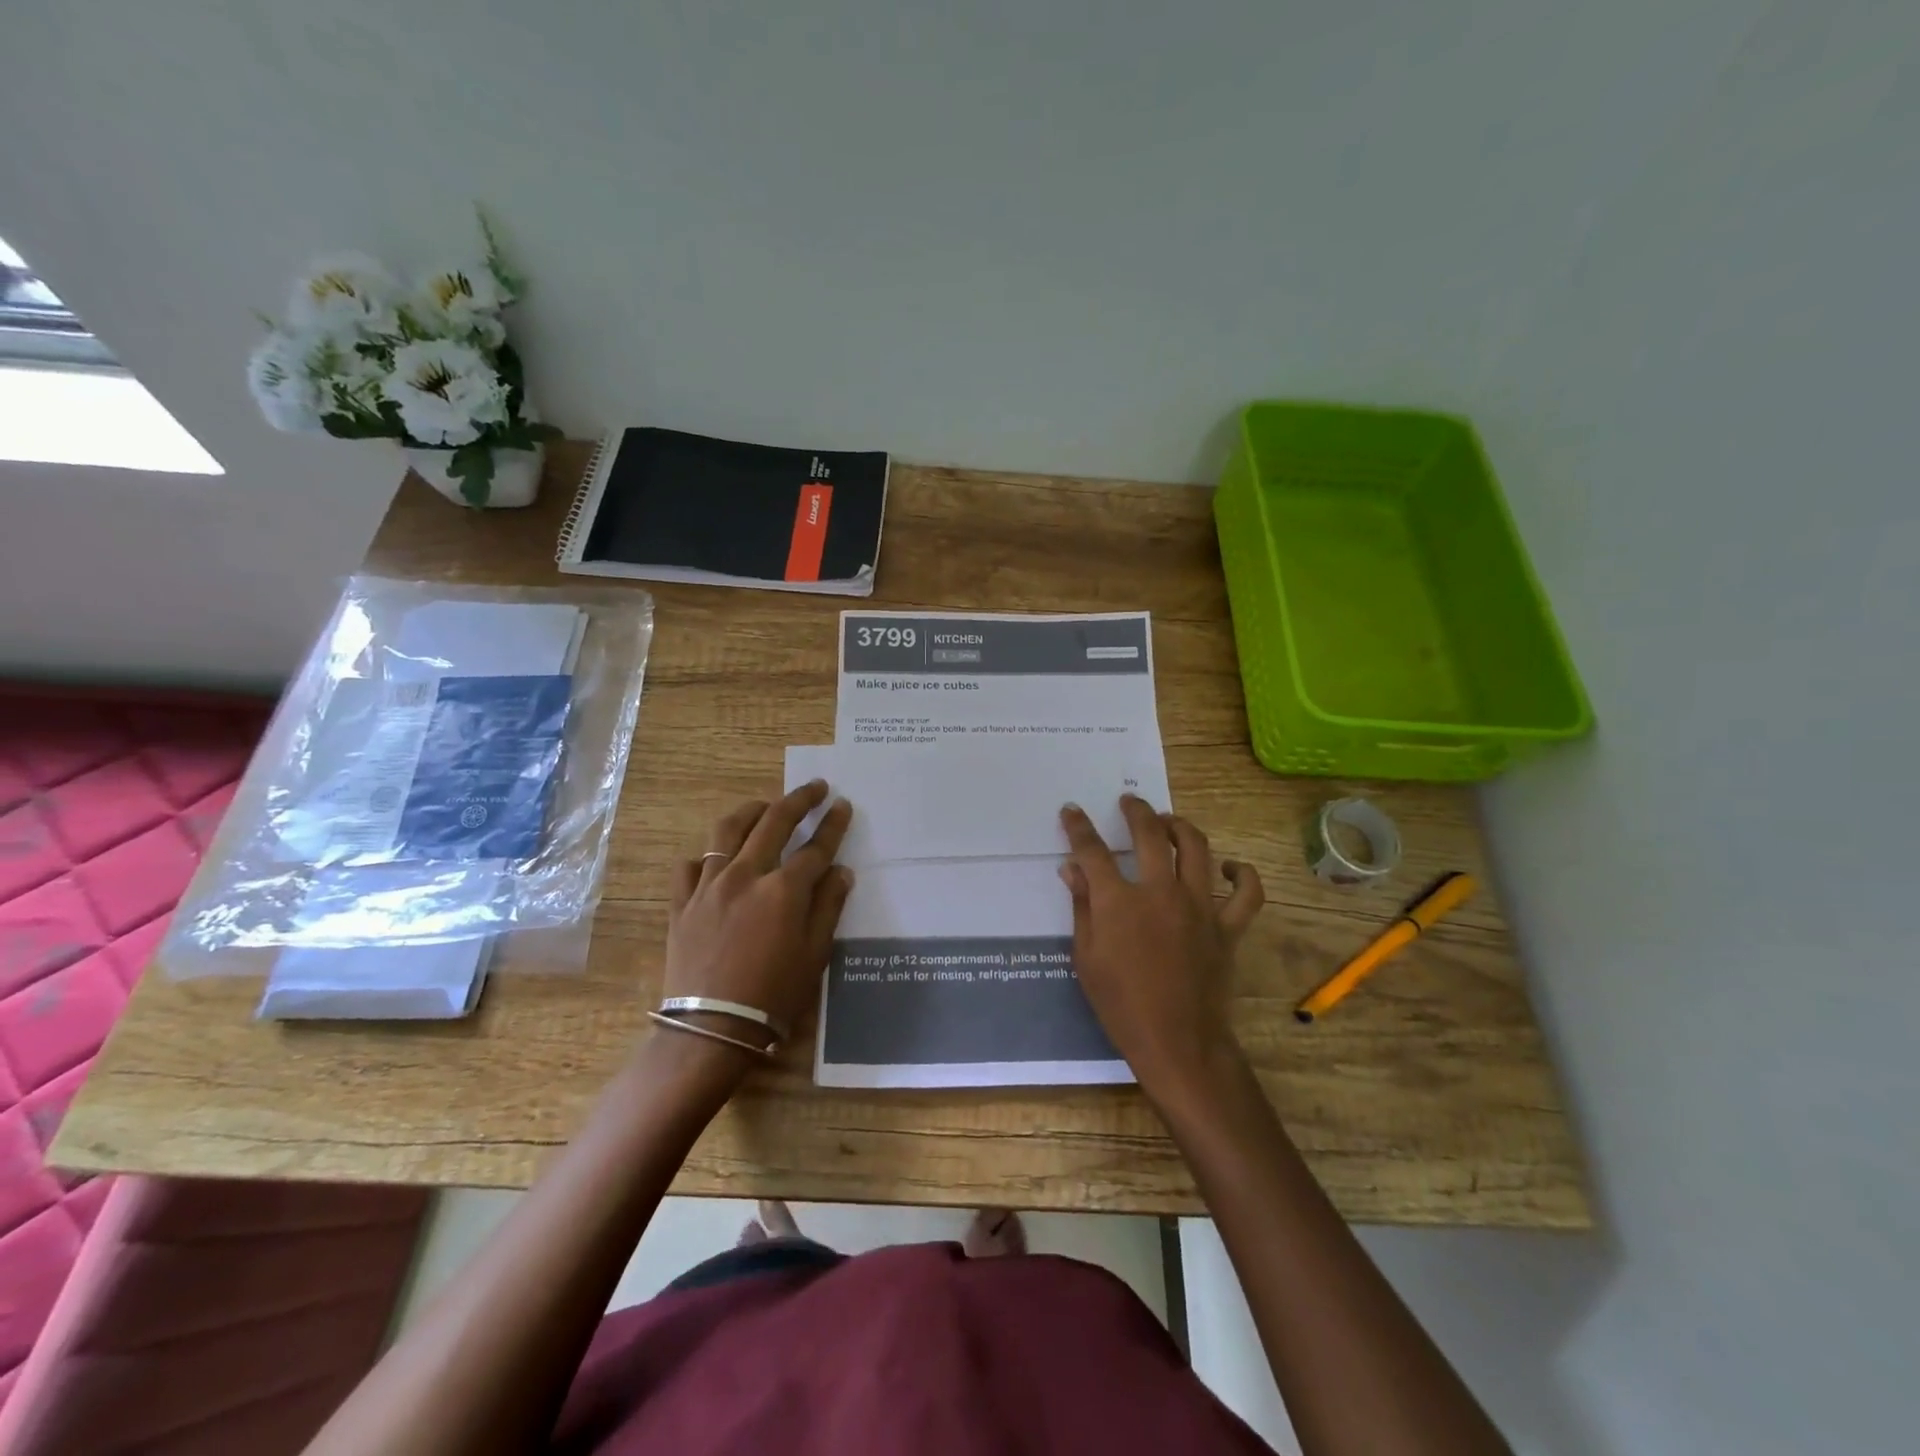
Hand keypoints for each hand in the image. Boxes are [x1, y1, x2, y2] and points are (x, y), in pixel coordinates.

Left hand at [662, 782, 853, 1058]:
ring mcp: (709, 885)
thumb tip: (841, 871)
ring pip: (728, 830)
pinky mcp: (682, 903)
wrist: (710, 1030)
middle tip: (815, 787)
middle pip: (775, 822)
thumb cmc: (773, 996)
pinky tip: (716, 860)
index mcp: (784, 889)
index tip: (842, 805)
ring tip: (765, 806)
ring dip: (751, 811)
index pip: (816, 846)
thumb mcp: (814, 955)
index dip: (833, 824)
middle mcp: (746, 875)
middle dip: (799, 799)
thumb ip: (828, 907)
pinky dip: (707, 856)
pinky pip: (691, 866)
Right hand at [1059, 796, 1263, 1103]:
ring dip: (1180, 827)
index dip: (1079, 827)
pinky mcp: (1227, 926)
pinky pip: (1246, 892)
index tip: (1072, 811)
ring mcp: (1199, 906)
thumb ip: (1082, 907)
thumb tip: (1072, 869)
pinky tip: (1228, 867)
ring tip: (1168, 822)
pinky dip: (1242, 874)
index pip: (1093, 851)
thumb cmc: (1122, 1005)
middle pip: (1149, 835)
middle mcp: (1160, 892)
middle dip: (1136, 811)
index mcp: (1120, 902)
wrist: (1178, 1043)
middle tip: (1129, 802)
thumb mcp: (1087, 958)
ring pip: (1197, 848)